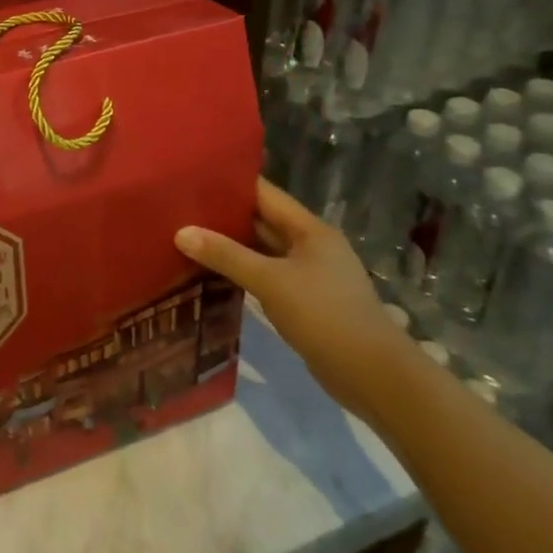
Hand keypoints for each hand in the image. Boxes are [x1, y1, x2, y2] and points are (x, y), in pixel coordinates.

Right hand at [176, 178, 422, 421]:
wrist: (372, 374)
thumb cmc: (324, 315)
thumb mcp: (270, 281)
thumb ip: (225, 255)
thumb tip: (181, 232)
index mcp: (310, 229)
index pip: (265, 193)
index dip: (231, 183)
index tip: (193, 178)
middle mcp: (311, 245)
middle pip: (262, 221)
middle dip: (224, 215)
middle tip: (180, 209)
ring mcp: (309, 274)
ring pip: (262, 250)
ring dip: (231, 246)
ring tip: (187, 237)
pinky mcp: (304, 301)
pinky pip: (266, 276)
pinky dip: (242, 272)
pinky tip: (212, 274)